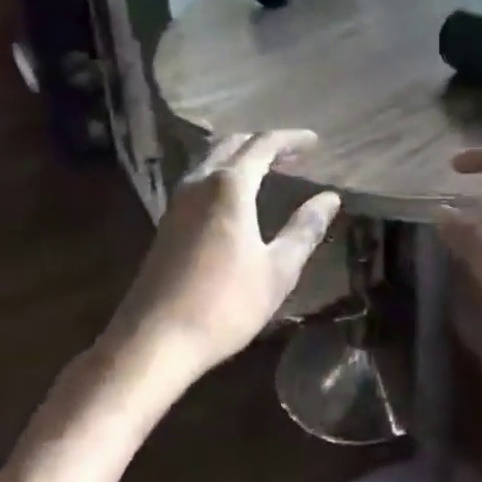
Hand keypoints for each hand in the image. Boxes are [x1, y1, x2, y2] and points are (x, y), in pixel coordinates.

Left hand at [108, 130, 340, 376]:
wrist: (152, 342)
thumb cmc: (223, 305)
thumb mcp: (278, 270)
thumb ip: (305, 229)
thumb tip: (330, 198)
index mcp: (229, 186)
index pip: (264, 145)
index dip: (291, 139)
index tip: (315, 141)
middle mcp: (200, 183)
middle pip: (233, 145)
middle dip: (265, 143)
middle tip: (294, 154)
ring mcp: (177, 203)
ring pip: (211, 160)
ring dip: (241, 157)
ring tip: (268, 170)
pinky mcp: (166, 224)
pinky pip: (199, 180)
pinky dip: (224, 174)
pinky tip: (235, 198)